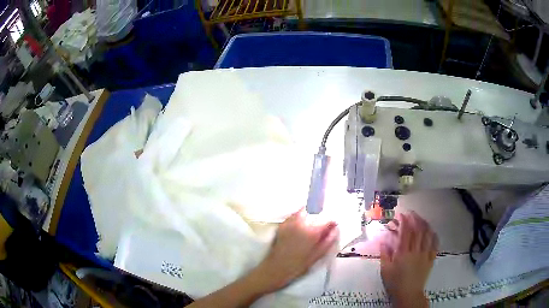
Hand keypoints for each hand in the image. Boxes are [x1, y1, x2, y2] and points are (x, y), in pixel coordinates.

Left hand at [254, 209, 338, 292]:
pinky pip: (293, 216)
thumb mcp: (317, 255)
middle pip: (314, 212)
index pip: (327, 220)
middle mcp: (301, 223)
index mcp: (312, 231)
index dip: (331, 223)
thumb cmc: (299, 265)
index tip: (332, 226)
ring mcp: (290, 222)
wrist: (276, 268)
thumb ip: (328, 240)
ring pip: (303, 211)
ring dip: (309, 214)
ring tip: (311, 226)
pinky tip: (300, 228)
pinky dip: (299, 218)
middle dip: (320, 216)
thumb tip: (335, 229)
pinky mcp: (282, 225)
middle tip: (321, 226)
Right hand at [380, 212, 437, 307]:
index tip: (401, 215)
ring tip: (421, 219)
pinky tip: (432, 231)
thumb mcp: (385, 270)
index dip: (404, 221)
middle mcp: (416, 251)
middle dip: (415, 219)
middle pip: (418, 230)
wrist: (408, 294)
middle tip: (411, 213)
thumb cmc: (395, 283)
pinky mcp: (431, 259)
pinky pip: (435, 244)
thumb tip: (384, 241)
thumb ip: (384, 255)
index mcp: (403, 253)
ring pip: (428, 235)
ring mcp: (425, 254)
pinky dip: (434, 236)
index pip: (405, 232)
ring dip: (425, 224)